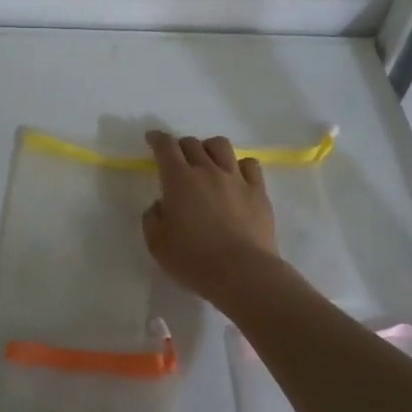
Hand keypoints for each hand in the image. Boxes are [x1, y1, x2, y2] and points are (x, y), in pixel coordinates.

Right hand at [142, 130, 282, 307]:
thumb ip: (153, 218)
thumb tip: (161, 205)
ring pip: (221, 146)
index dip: (157, 139)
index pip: (166, 147)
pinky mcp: (258, 191)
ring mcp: (236, 179)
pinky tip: (235, 176)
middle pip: (192, 143)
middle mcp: (208, 171)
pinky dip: (238, 164)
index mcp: (179, 180)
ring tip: (207, 161)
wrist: (242, 273)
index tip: (152, 138)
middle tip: (177, 160)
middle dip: (180, 146)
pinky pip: (250, 164)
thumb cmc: (193, 260)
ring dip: (209, 148)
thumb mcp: (157, 244)